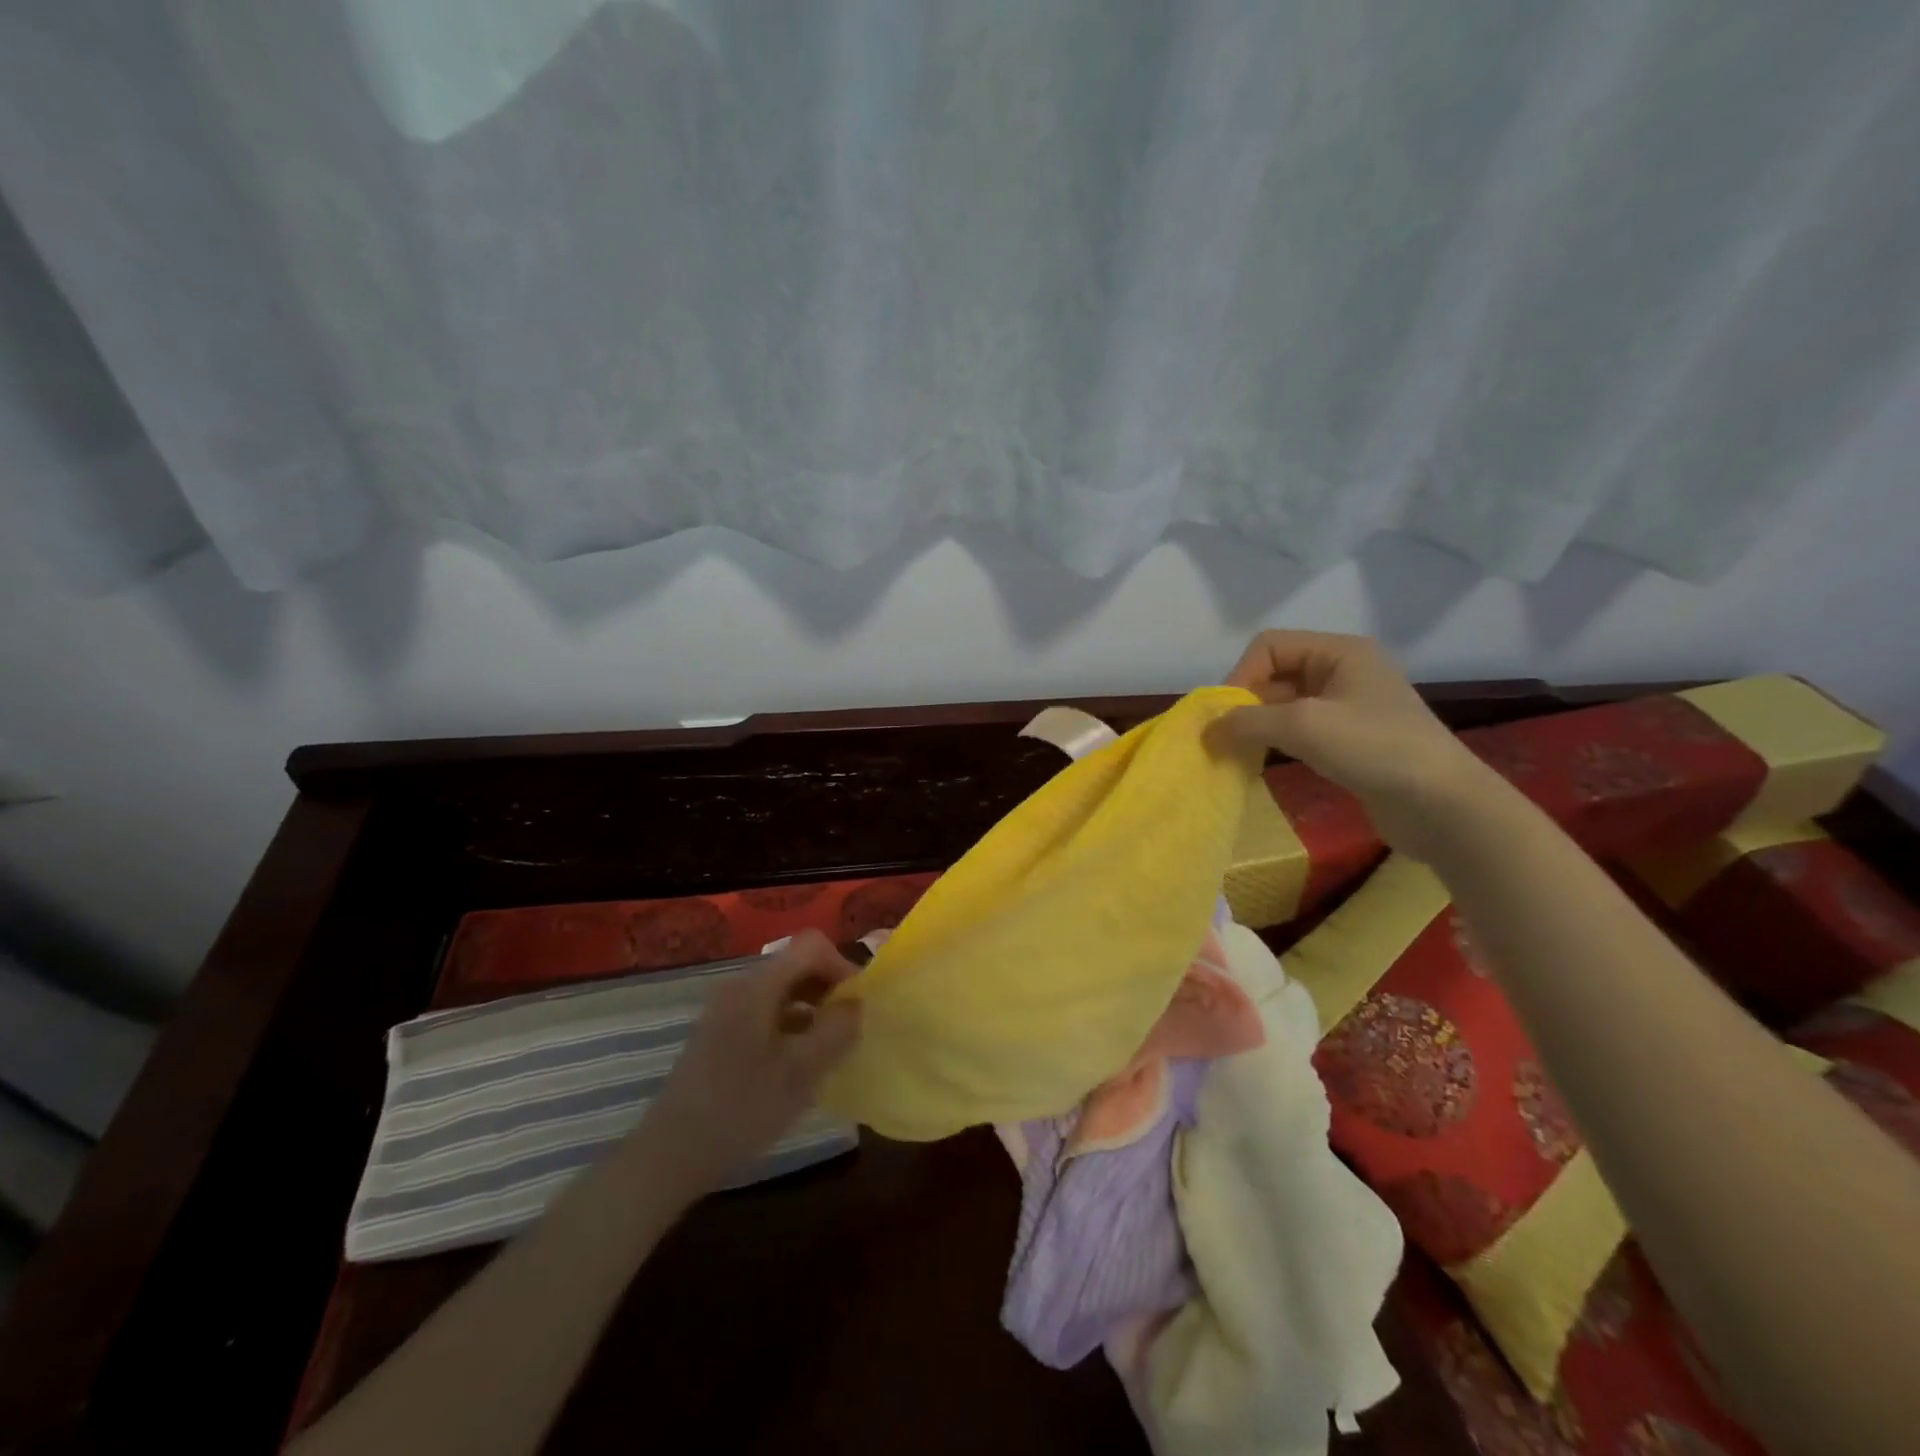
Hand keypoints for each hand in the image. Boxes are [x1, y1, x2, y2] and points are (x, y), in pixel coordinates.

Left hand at [637, 931, 862, 1197]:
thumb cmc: (740, 1109)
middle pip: (796, 965)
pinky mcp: (719, 1032)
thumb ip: (836, 1031)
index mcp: (758, 986)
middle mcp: (740, 986)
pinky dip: (791, 1024)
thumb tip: (857, 1003)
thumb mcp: (800, 1073)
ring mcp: (726, 1009)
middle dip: (829, 988)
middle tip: (849, 1028)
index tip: (859, 1004)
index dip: (842, 965)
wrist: (669, 1154)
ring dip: (812, 1008)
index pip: (811, 946)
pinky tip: (799, 1062)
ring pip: (783, 990)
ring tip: (829, 1047)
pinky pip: (766, 1010)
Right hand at [1207, 630, 1501, 857]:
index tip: (1227, 716)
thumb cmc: (1375, 748)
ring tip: (1240, 753)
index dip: (1241, 675)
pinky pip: (1300, 731)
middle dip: (1246, 703)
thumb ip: (1248, 721)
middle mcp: (1343, 671)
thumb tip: (1207, 729)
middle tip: (1226, 739)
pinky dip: (1277, 742)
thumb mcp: (1304, 726)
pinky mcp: (1350, 741)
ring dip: (1259, 726)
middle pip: (1275, 674)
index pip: (1269, 646)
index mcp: (1339, 651)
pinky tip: (1264, 763)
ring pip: (1284, 705)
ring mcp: (1348, 707)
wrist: (1443, 805)